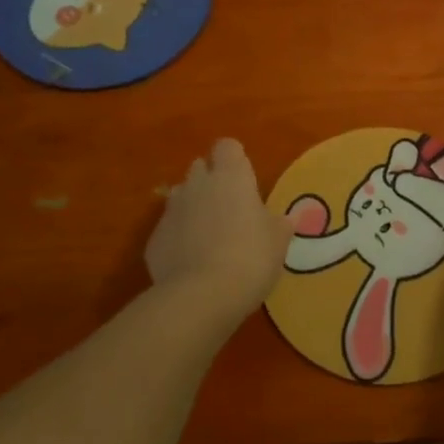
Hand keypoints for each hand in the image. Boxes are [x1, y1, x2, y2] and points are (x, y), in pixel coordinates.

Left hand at [145, 139, 291, 324]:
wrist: (200, 297)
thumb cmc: (250, 258)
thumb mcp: (278, 242)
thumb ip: (281, 224)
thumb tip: (289, 218)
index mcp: (231, 177)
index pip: (227, 146)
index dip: (235, 159)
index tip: (245, 179)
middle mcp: (197, 185)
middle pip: (200, 167)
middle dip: (211, 181)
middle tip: (230, 208)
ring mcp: (171, 211)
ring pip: (181, 196)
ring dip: (193, 207)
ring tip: (210, 234)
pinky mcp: (154, 239)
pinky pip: (169, 228)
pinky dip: (179, 238)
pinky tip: (192, 262)